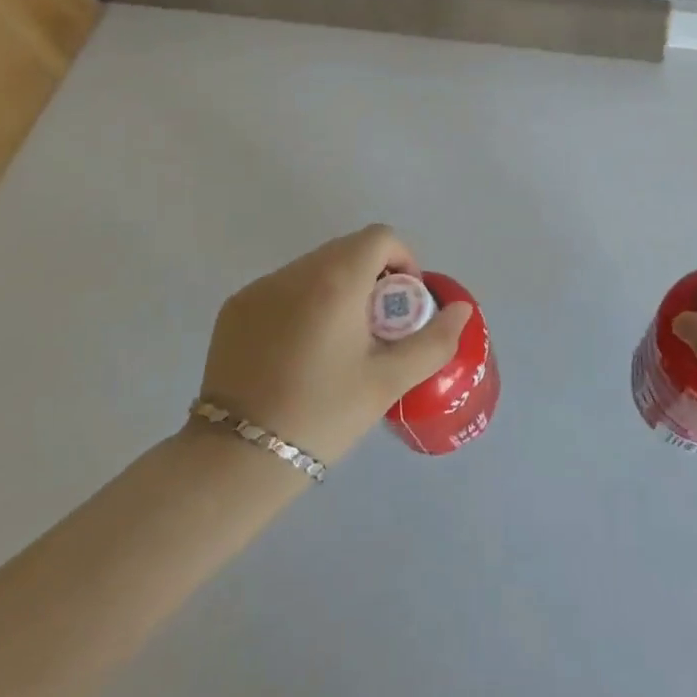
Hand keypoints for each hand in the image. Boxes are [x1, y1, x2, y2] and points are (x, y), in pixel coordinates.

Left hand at [197, 225, 472, 466]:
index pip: (380, 237)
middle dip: (372, 276)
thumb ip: (433, 341)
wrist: (237, 459)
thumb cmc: (322, 415)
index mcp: (335, 280)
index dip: (402, 260)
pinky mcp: (235, 307)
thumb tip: (461, 310)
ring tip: (338, 342)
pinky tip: (300, 350)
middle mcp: (295, 271)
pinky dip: (303, 301)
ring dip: (337, 287)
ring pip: (314, 267)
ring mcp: (260, 287)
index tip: (402, 305)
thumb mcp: (387, 382)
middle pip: (347, 249)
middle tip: (376, 328)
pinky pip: (283, 287)